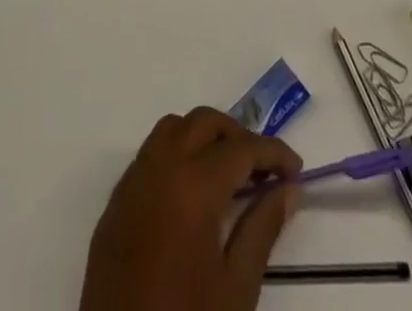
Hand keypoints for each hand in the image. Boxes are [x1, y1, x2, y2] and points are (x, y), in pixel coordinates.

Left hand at [79, 107, 301, 310]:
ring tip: (226, 174)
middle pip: (205, 123)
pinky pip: (149, 154)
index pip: (243, 147)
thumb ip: (263, 229)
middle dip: (238, 137)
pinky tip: (189, 193)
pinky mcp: (114, 204)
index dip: (274, 153)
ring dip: (203, 137)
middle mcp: (161, 167)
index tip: (296, 170)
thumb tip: (288, 189)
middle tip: (262, 170)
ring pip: (173, 129)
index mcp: (194, 184)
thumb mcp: (235, 289)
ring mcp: (132, 182)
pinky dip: (175, 154)